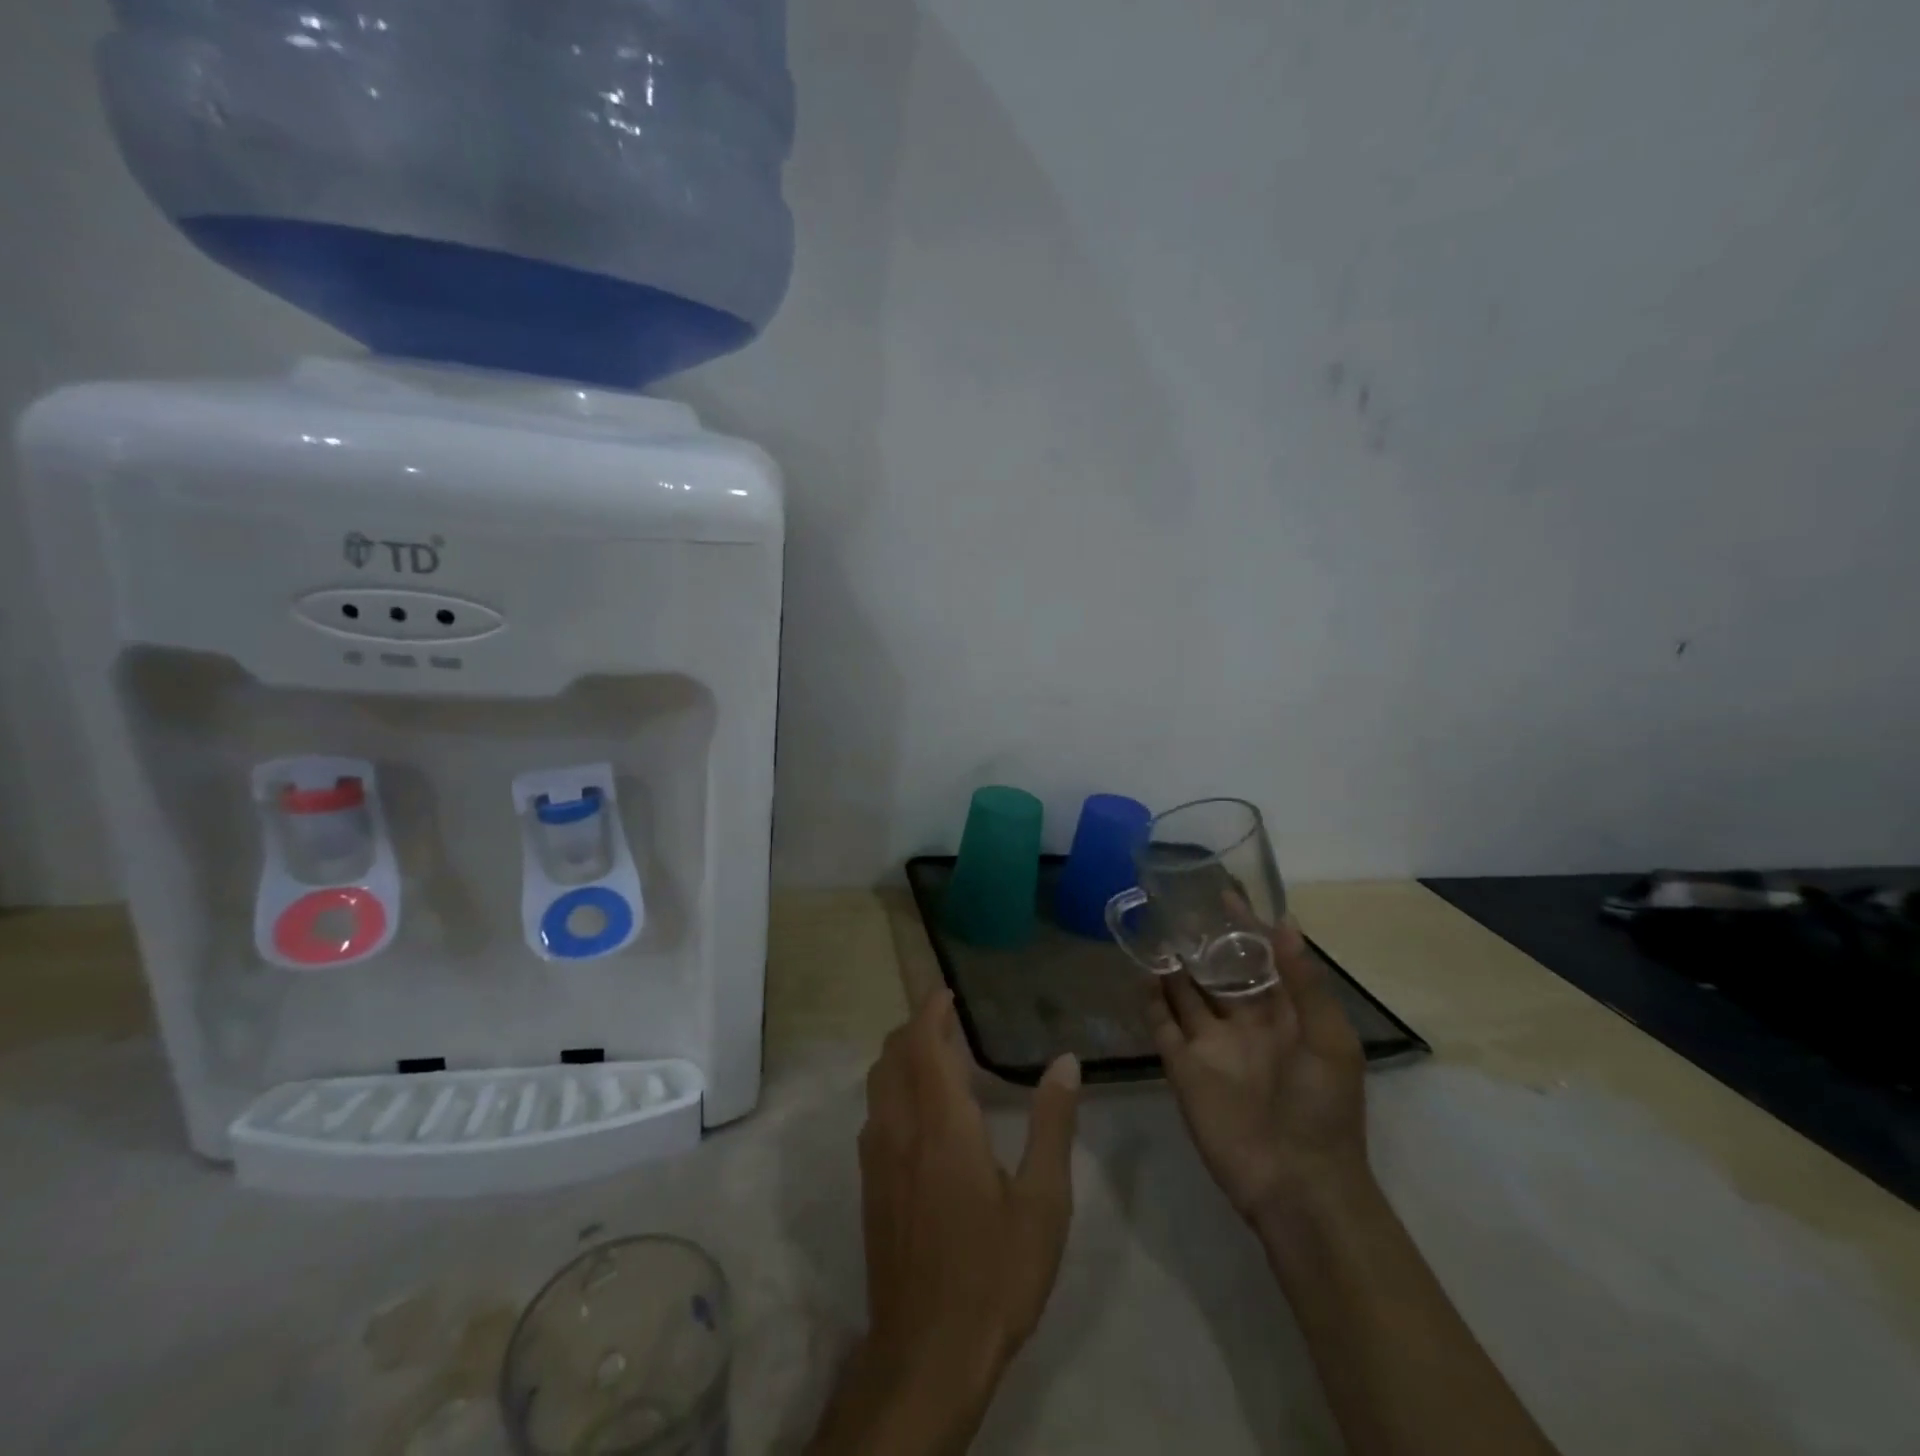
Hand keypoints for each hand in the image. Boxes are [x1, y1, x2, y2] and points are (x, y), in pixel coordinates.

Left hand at [809, 989, 1080, 1455]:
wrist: (927, 1353)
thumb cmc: (994, 1272)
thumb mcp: (1042, 1202)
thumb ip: (1052, 1125)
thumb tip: (1065, 1062)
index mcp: (942, 1123)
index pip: (923, 1042)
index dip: (931, 1010)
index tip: (947, 992)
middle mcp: (900, 1128)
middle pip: (893, 1054)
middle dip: (916, 1027)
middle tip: (949, 1021)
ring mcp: (876, 1158)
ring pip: (877, 1082)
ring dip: (901, 1056)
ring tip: (937, 1057)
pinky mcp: (869, 1186)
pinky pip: (874, 1112)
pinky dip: (892, 1088)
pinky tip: (921, 1113)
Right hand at [1146, 920, 1369, 1223]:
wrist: (1296, 1185)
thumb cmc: (1322, 1108)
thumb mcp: (1330, 1041)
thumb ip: (1305, 983)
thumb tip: (1285, 924)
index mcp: (1285, 1017)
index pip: (1261, 961)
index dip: (1245, 929)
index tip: (1224, 895)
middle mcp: (1244, 1024)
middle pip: (1218, 974)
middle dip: (1201, 943)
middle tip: (1176, 906)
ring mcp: (1211, 1045)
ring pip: (1186, 995)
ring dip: (1173, 967)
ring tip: (1153, 930)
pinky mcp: (1183, 1068)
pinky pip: (1162, 1026)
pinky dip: (1151, 1001)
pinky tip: (1140, 973)